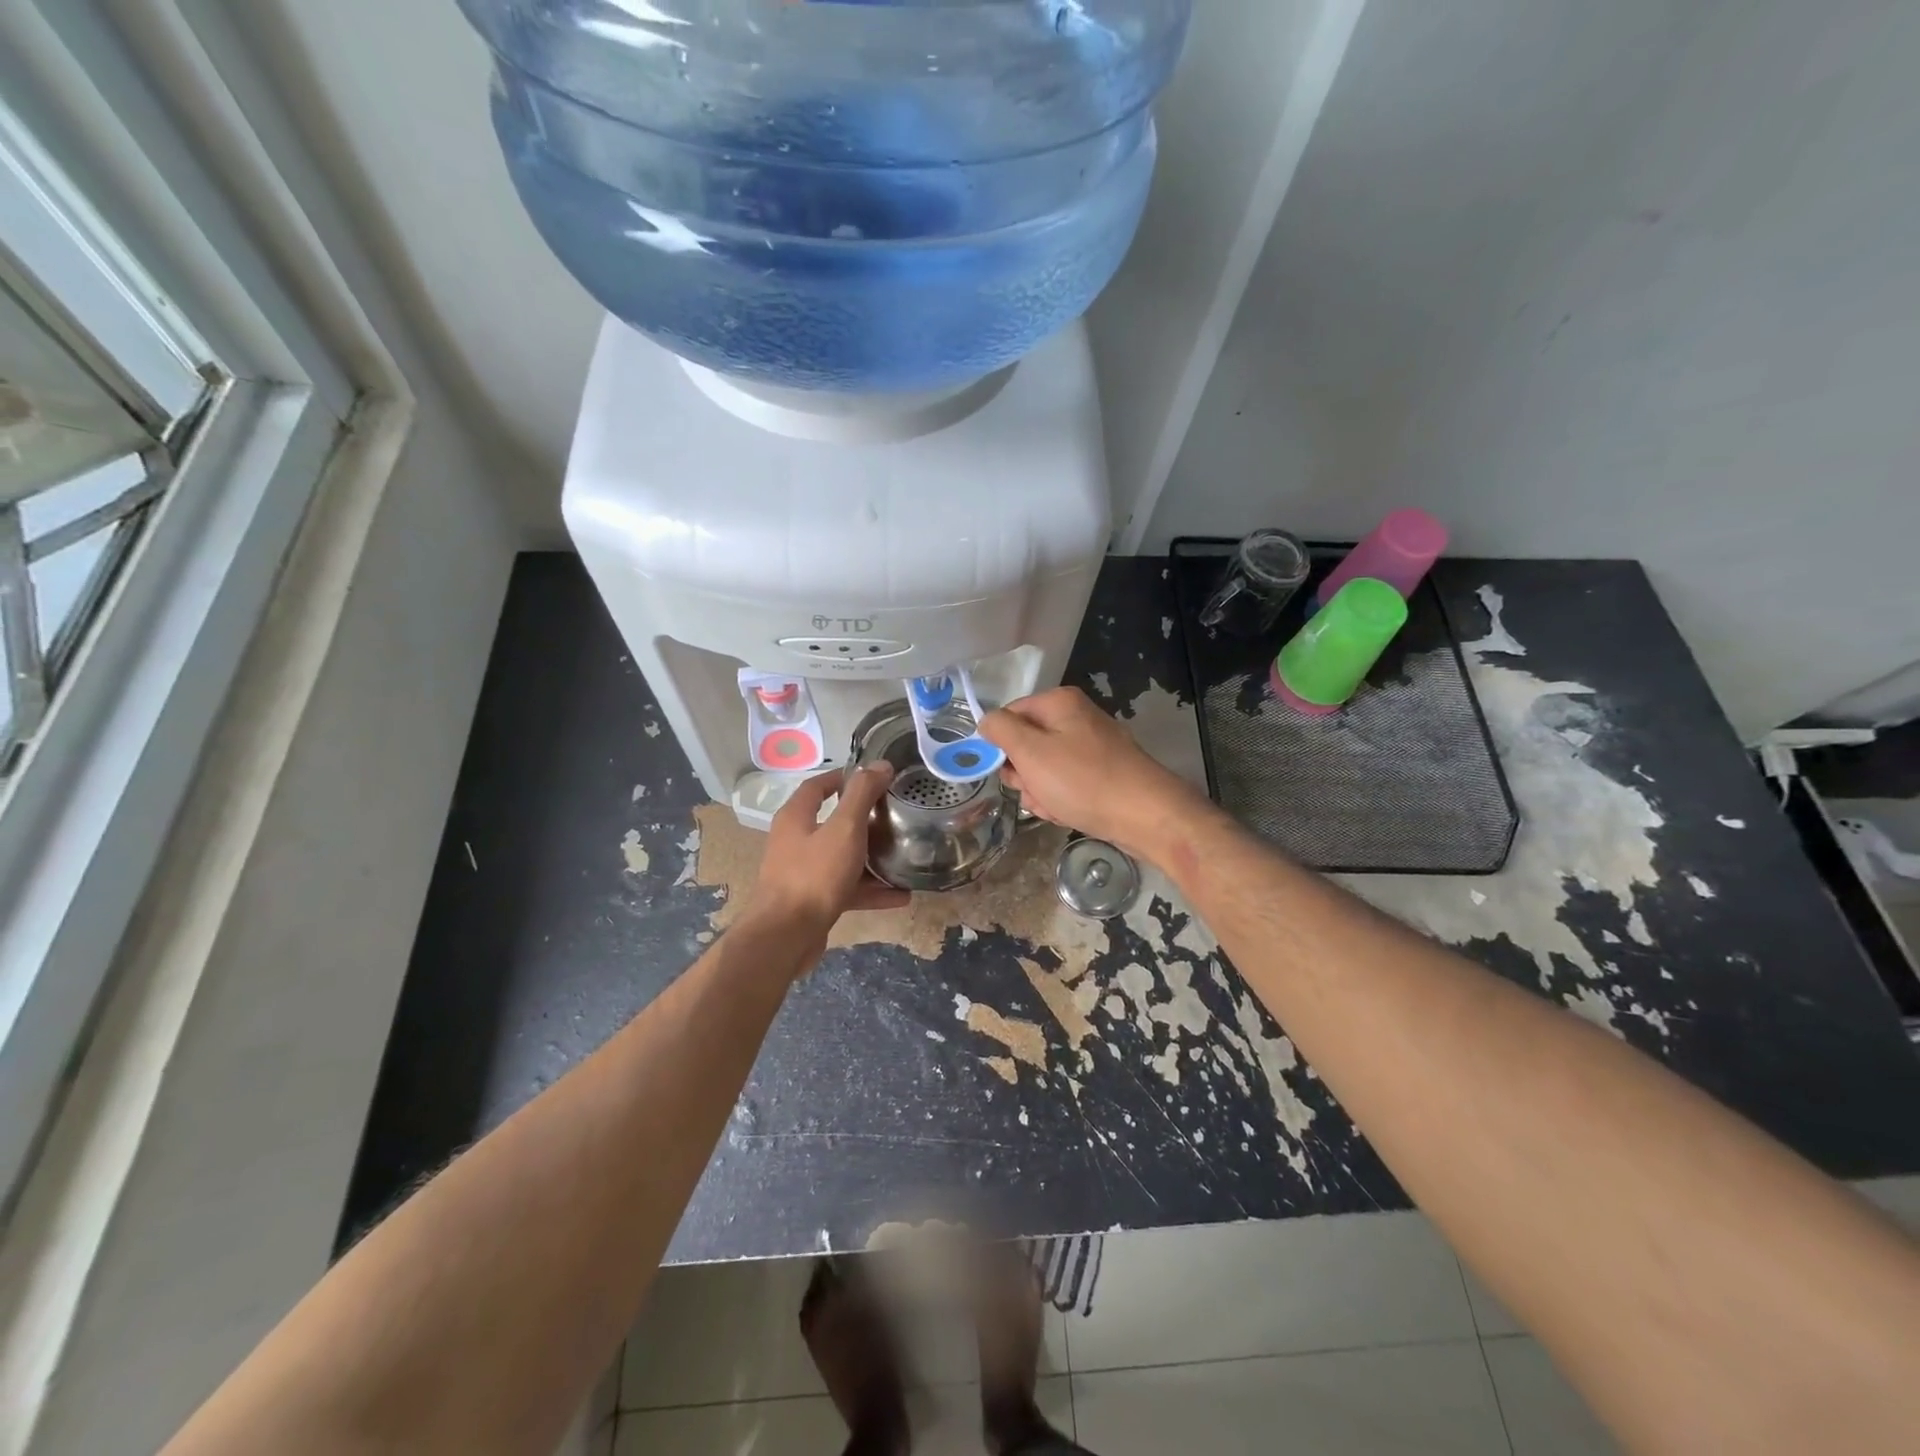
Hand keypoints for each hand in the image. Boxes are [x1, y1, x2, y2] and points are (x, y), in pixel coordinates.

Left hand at [746, 766, 909, 939]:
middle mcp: (795, 841)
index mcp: (796, 817)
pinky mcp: (813, 901)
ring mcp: (803, 873)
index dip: (844, 778)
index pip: (818, 786)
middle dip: (865, 819)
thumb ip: (862, 795)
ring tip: (903, 856)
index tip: (875, 778)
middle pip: (832, 822)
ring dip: (872, 858)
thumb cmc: (814, 875)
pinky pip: (847, 888)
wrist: (785, 937)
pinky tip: (901, 895)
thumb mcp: (844, 829)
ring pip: (842, 857)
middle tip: (895, 816)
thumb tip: (880, 764)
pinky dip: (871, 890)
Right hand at [979, 687, 1208, 861]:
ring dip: (1041, 793)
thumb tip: (986, 720)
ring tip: (1057, 806)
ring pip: (1044, 770)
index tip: (1007, 770)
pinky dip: (1062, 800)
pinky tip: (1070, 813)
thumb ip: (1001, 730)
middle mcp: (1075, 718)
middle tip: (1037, 790)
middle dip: (1025, 775)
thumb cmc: (1083, 781)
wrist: (1145, 816)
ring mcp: (1091, 746)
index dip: (1002, 745)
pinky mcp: (1101, 772)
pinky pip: (1066, 784)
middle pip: (1026, 744)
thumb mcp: (1032, 752)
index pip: (1009, 716)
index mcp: (1059, 703)